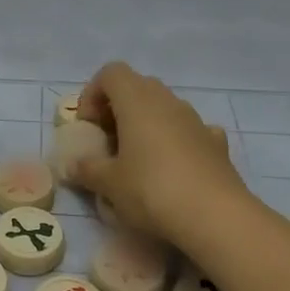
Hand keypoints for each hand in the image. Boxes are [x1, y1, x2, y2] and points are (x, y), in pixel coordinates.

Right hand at [72, 61, 247, 243]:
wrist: (216, 217)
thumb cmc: (152, 190)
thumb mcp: (108, 184)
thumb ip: (87, 169)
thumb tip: (73, 165)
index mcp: (137, 100)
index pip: (111, 73)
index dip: (93, 94)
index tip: (88, 126)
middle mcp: (168, 101)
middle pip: (137, 87)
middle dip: (118, 108)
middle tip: (108, 141)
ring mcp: (196, 120)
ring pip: (164, 108)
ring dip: (147, 124)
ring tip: (138, 159)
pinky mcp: (217, 143)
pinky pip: (189, 130)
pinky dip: (176, 140)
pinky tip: (173, 168)